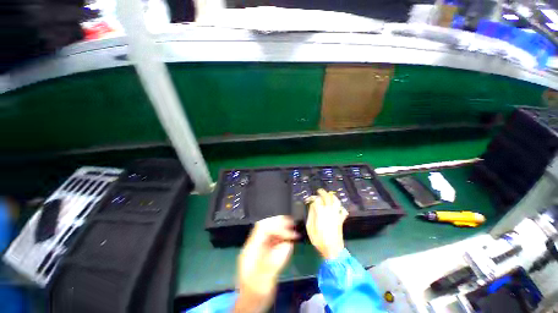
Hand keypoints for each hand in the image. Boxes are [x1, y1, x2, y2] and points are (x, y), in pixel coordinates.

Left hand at [234, 215, 298, 312]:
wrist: (250, 303)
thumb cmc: (256, 294)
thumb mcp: (264, 281)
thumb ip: (274, 263)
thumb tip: (287, 245)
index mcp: (251, 250)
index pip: (262, 229)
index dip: (277, 226)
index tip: (290, 233)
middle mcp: (254, 245)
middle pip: (265, 226)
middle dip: (279, 223)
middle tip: (293, 224)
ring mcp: (258, 247)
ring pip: (269, 230)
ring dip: (281, 228)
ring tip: (293, 230)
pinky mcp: (263, 251)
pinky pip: (272, 238)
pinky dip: (281, 236)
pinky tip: (289, 239)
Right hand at [306, 189, 348, 259]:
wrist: (333, 250)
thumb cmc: (318, 239)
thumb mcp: (310, 227)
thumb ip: (311, 214)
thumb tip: (312, 205)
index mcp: (320, 212)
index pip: (317, 200)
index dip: (312, 197)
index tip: (309, 199)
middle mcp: (329, 211)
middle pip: (327, 197)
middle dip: (322, 192)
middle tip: (319, 191)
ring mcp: (337, 215)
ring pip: (336, 201)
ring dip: (332, 196)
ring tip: (328, 194)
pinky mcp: (341, 219)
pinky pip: (343, 210)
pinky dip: (341, 207)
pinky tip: (337, 207)